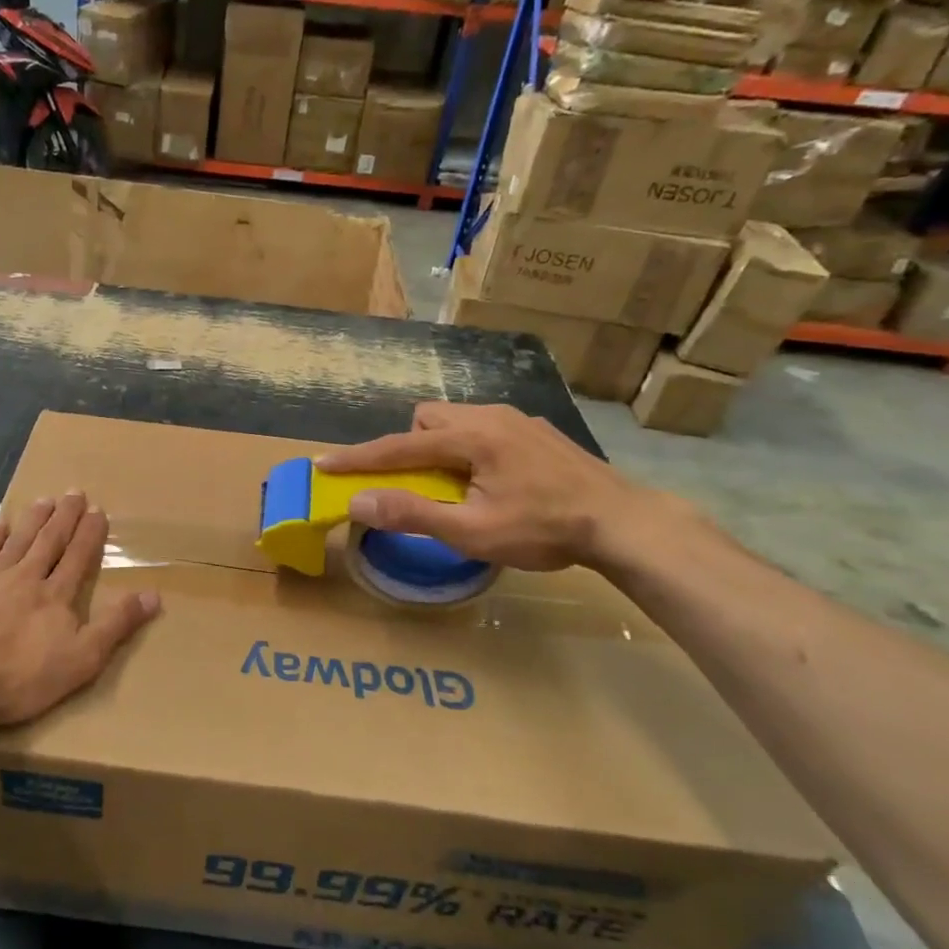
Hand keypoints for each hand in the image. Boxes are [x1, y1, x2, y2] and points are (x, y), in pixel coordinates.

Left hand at [0, 492, 160, 729]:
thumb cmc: (20, 675)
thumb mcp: (82, 659)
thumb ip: (116, 625)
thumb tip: (154, 595)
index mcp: (56, 595)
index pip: (78, 557)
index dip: (90, 534)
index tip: (98, 510)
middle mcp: (26, 577)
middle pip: (49, 541)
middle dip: (65, 517)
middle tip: (74, 493)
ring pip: (17, 541)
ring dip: (33, 520)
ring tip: (45, 500)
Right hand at [317, 402, 673, 572]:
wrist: (623, 522)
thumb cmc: (544, 529)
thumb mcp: (472, 531)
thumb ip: (413, 513)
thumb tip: (358, 503)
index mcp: (470, 437)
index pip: (398, 446)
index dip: (358, 458)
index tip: (324, 463)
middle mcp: (490, 416)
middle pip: (426, 420)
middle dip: (410, 447)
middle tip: (421, 485)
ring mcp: (517, 420)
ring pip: (456, 421)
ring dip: (440, 447)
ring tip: (457, 486)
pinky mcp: (537, 431)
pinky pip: (484, 428)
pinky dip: (469, 448)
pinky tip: (494, 480)